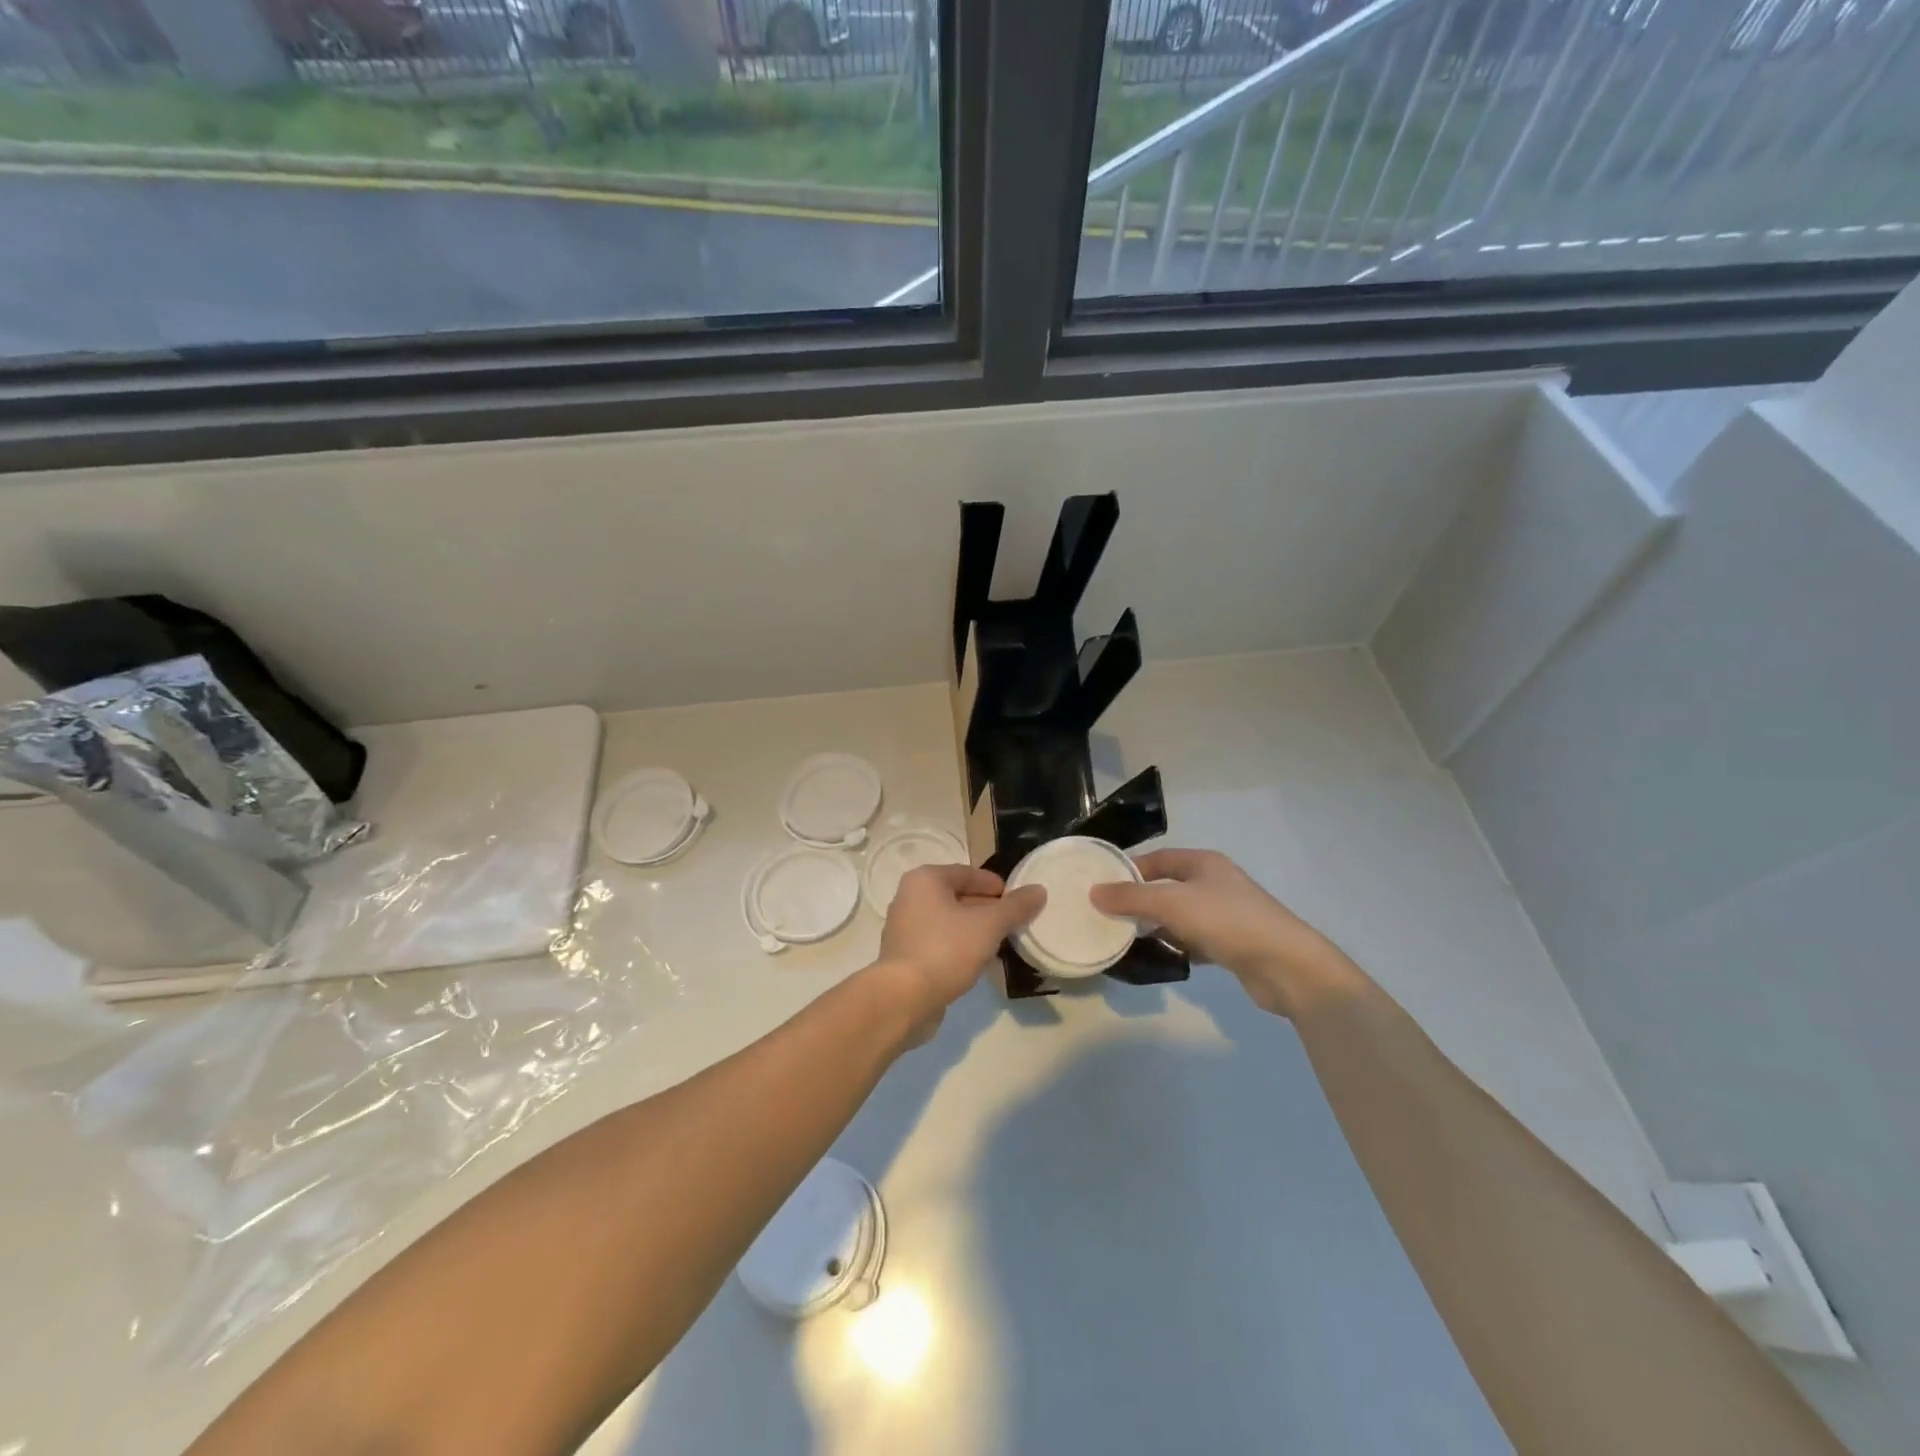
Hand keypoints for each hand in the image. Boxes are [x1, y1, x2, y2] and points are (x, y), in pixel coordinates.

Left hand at [873, 864, 1045, 1034]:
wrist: (904, 998)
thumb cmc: (946, 950)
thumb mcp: (988, 925)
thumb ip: (1015, 907)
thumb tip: (1039, 890)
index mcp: (925, 879)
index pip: (968, 873)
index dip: (995, 885)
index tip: (1018, 901)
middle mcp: (909, 897)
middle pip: (957, 896)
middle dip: (986, 909)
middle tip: (1013, 923)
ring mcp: (904, 928)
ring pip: (948, 921)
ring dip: (974, 929)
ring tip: (1000, 943)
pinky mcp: (905, 955)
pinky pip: (939, 942)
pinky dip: (959, 946)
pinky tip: (978, 962)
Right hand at [1089, 848, 1364, 1018]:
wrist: (1287, 966)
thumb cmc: (1227, 921)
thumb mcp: (1172, 904)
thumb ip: (1131, 898)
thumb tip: (1094, 892)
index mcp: (1203, 863)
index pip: (1157, 858)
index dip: (1129, 869)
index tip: (1100, 885)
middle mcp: (1214, 883)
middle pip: (1166, 887)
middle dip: (1138, 900)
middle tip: (1105, 914)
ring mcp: (1224, 914)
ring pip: (1178, 916)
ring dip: (1155, 925)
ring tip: (1123, 937)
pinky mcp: (1230, 944)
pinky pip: (1192, 940)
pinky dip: (1175, 946)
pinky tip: (1158, 956)